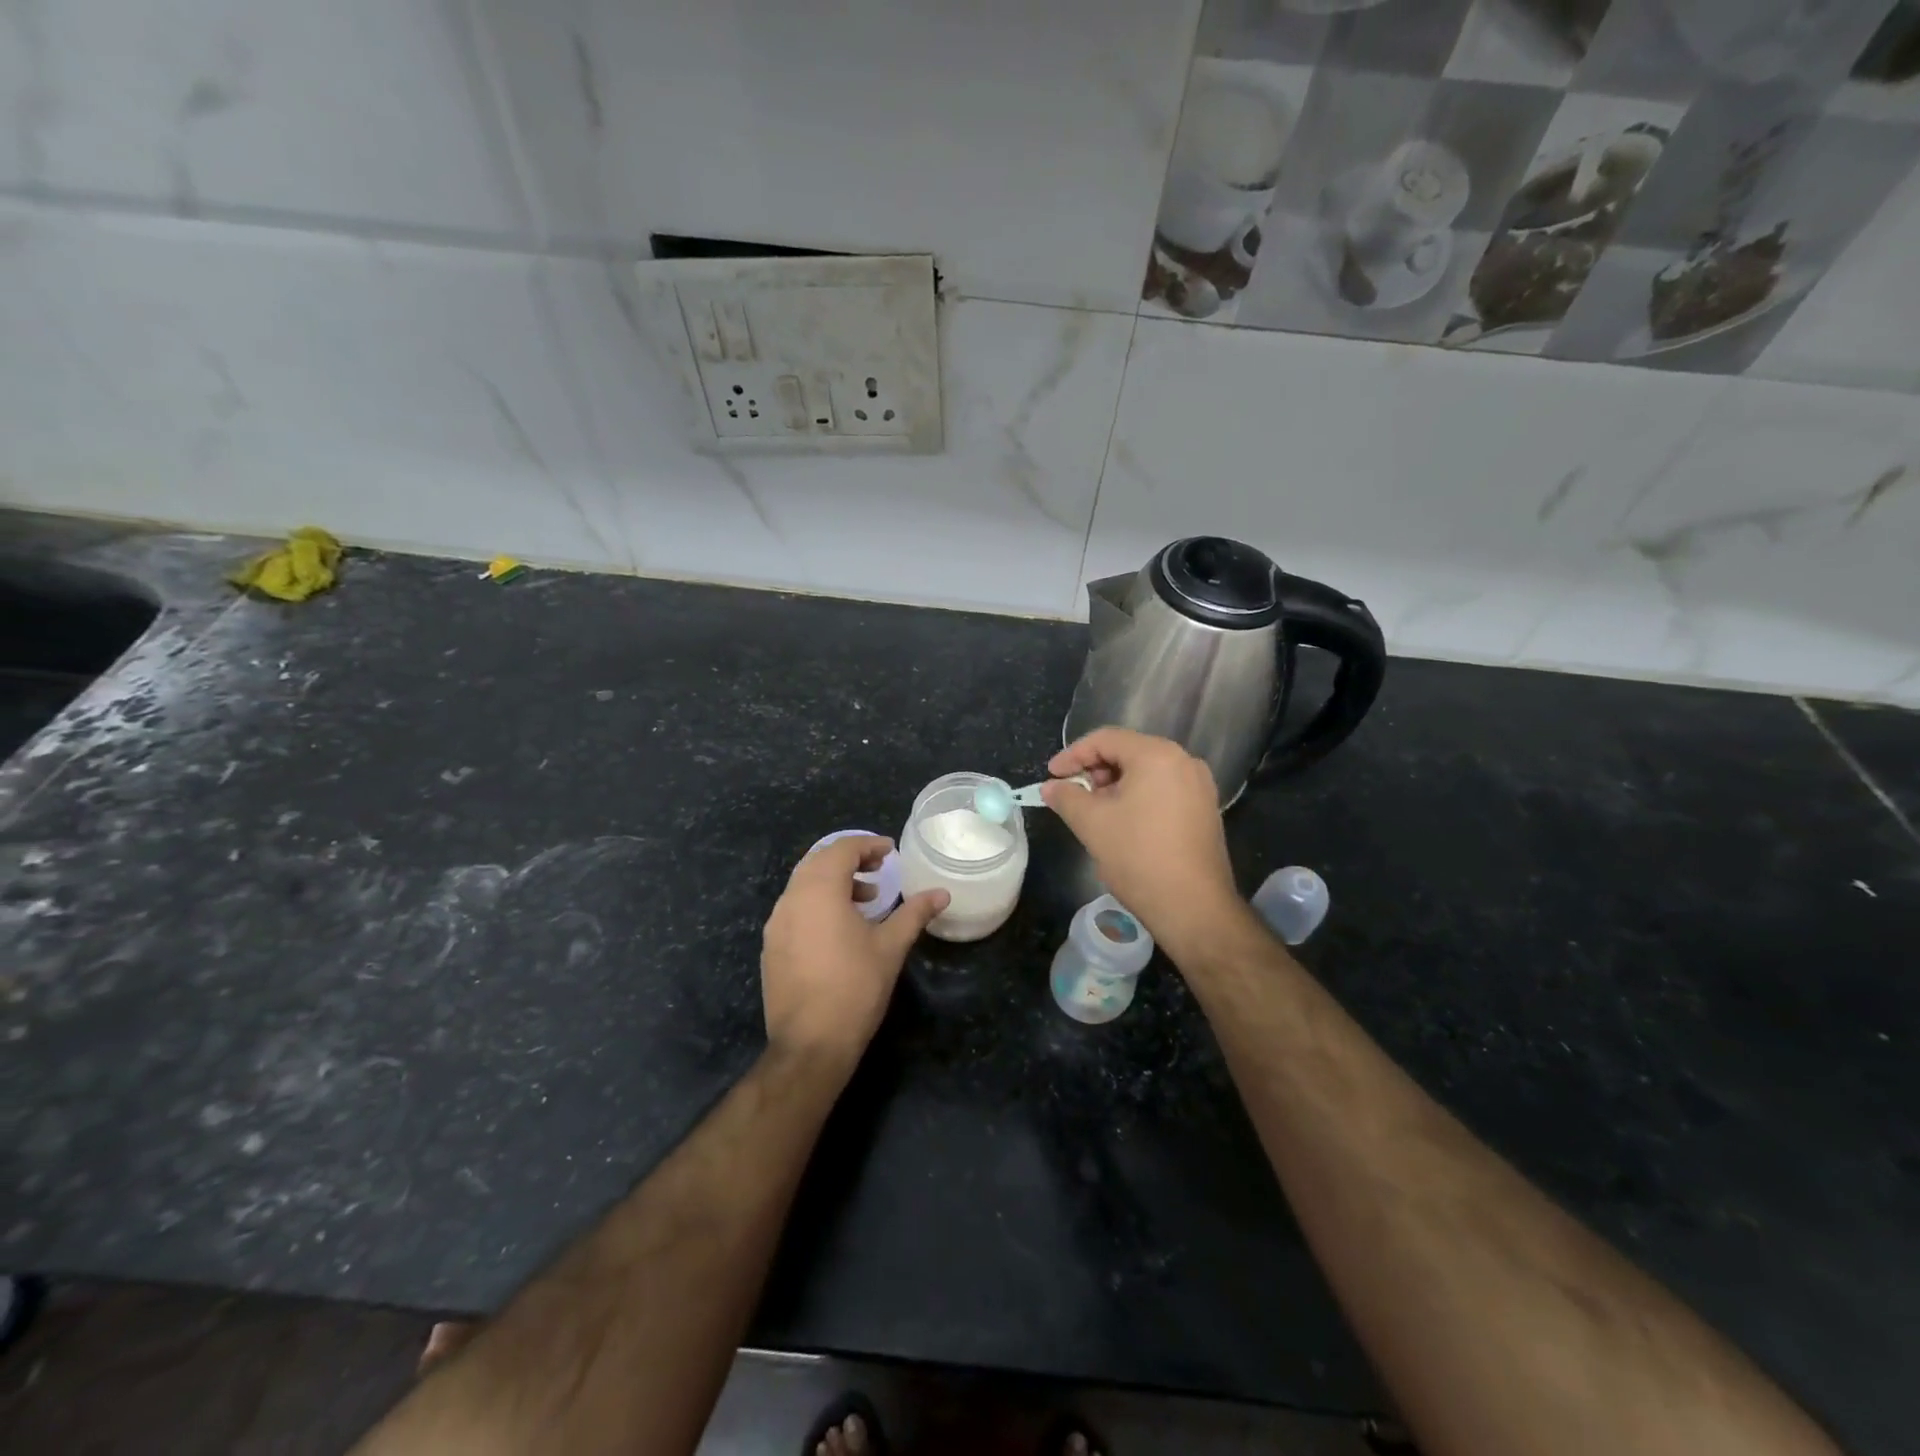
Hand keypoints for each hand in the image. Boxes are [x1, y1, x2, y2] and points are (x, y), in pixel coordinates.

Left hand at [761, 835, 947, 1069]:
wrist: (810, 1044)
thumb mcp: (891, 947)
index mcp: (819, 890)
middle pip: (818, 862)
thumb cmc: (855, 987)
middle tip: (879, 870)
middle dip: (850, 860)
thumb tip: (941, 893)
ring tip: (866, 900)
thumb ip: (914, 913)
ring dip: (834, 882)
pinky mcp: (771, 947)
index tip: (890, 852)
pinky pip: (794, 909)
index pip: (841, 849)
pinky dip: (817, 903)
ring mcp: (776, 924)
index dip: (868, 845)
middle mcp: (791, 899)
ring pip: (804, 885)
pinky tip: (840, 929)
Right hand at [1040, 728, 1241, 955]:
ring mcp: (1199, 786)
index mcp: (1157, 755)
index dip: (1073, 755)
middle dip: (1095, 770)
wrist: (1193, 906)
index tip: (1051, 776)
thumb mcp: (1091, 823)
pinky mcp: (1205, 809)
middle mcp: (1184, 761)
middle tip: (1073, 795)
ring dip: (1115, 785)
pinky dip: (1137, 797)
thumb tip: (1050, 787)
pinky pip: (1163, 789)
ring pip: (1146, 772)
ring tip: (1094, 811)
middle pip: (1128, 752)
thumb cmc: (1138, 856)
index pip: (1106, 739)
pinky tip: (1122, 822)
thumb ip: (1066, 797)